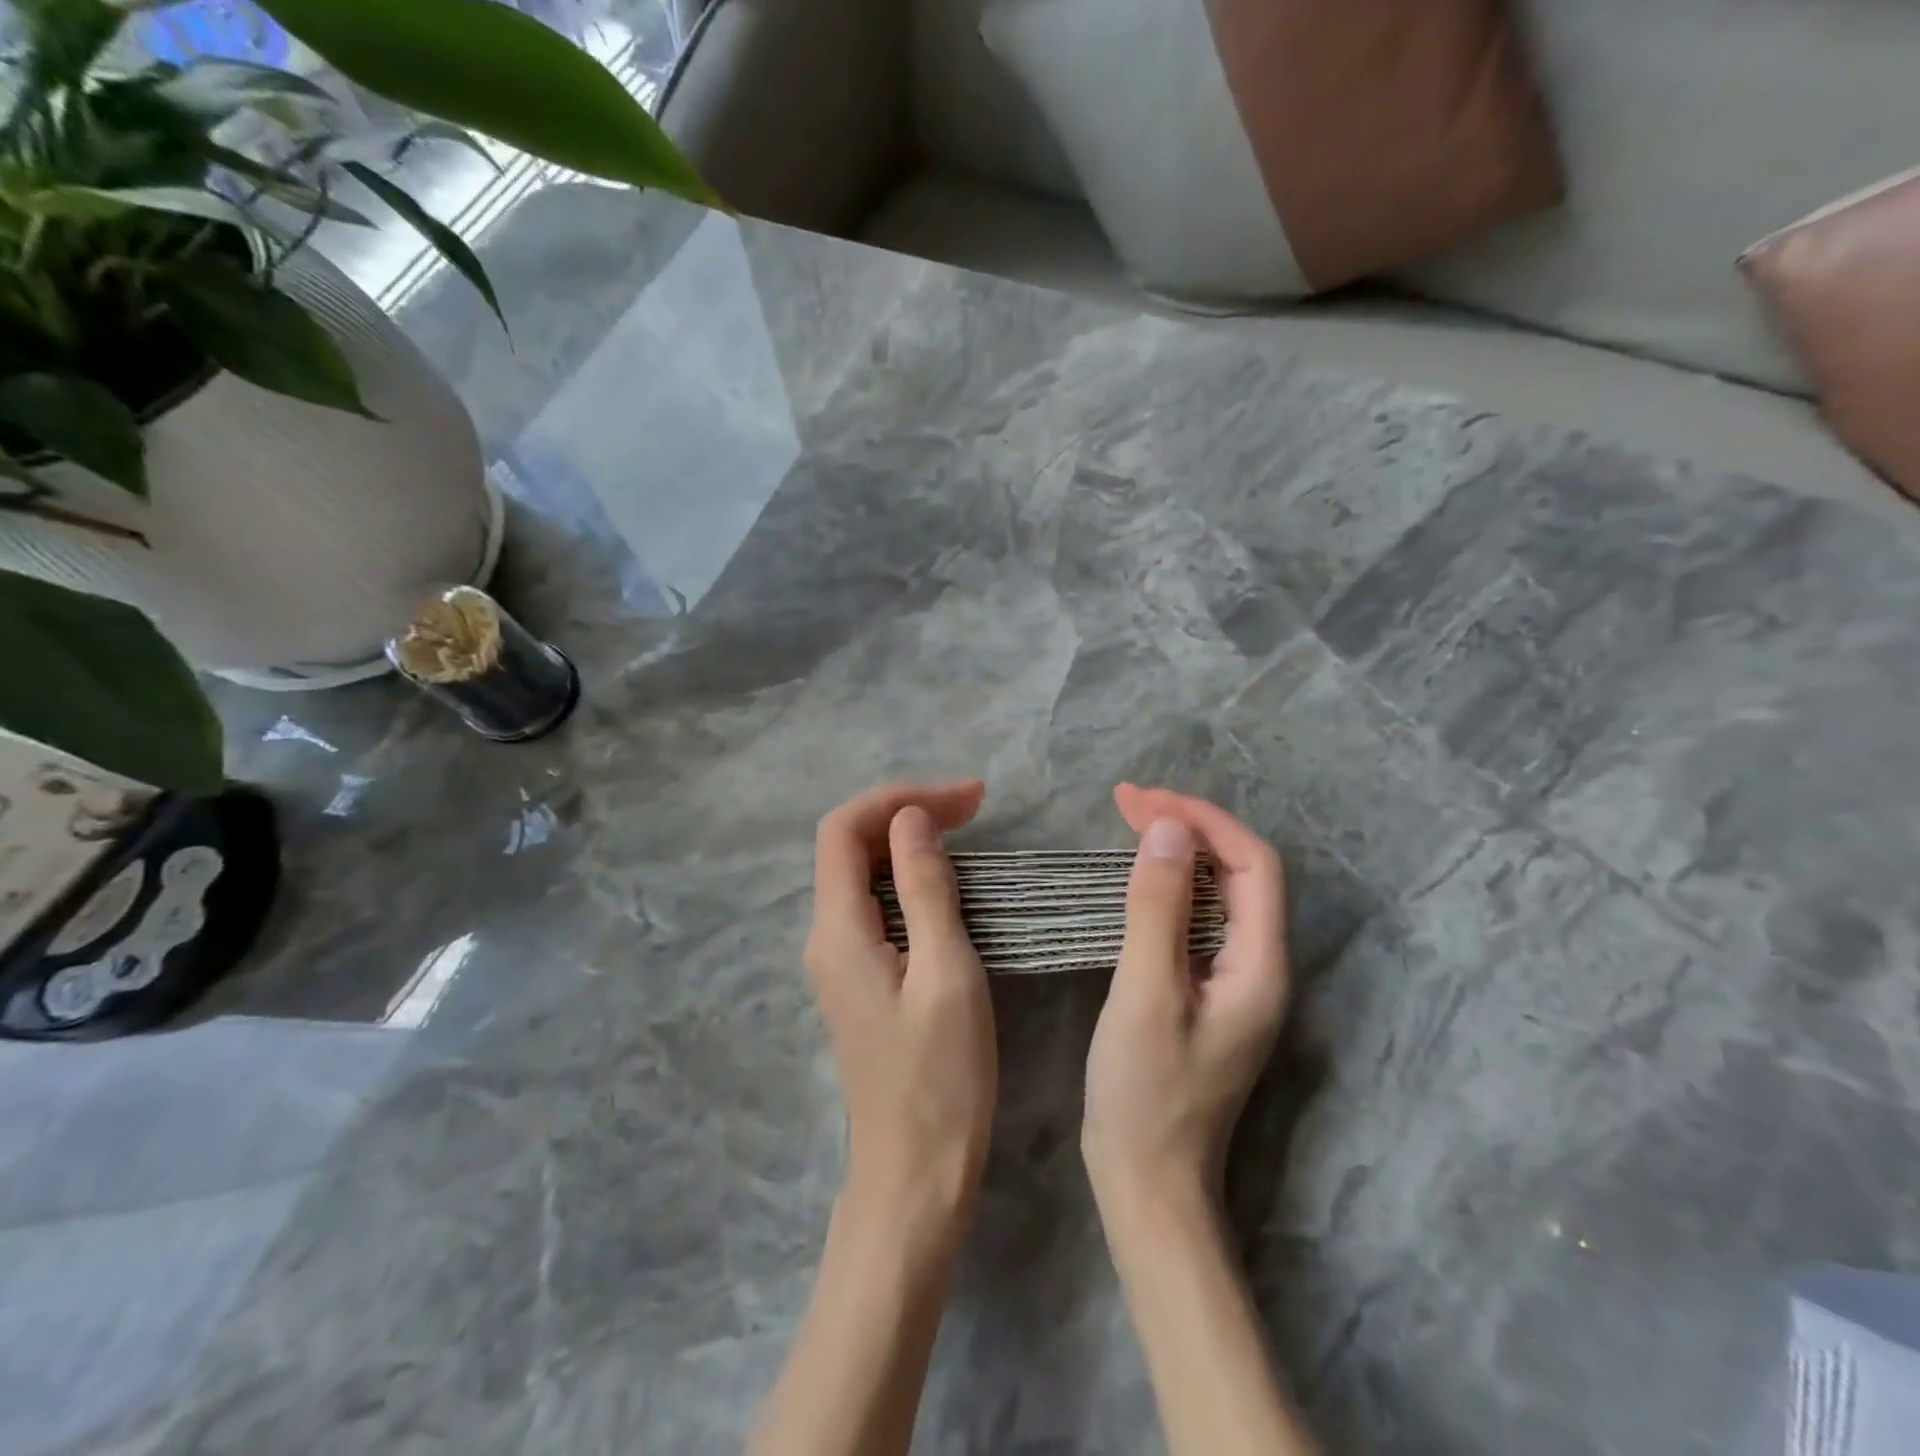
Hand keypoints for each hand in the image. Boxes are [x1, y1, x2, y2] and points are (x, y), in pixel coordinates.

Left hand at [805, 779, 995, 1243]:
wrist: (914, 1177)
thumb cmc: (940, 1080)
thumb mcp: (946, 974)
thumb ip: (924, 890)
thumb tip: (910, 819)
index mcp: (838, 930)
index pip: (844, 829)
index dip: (899, 799)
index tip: (966, 799)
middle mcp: (826, 937)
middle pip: (850, 846)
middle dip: (907, 812)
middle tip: (976, 807)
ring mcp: (840, 959)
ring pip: (863, 873)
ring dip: (910, 842)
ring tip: (968, 830)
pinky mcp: (861, 978)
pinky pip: (876, 904)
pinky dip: (910, 877)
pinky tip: (948, 882)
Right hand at [1083, 784, 1289, 1211]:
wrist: (1147, 1182)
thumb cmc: (1145, 1093)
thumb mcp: (1145, 994)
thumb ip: (1159, 909)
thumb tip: (1170, 829)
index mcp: (1260, 965)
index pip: (1253, 865)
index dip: (1204, 820)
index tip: (1142, 800)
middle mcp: (1260, 966)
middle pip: (1240, 872)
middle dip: (1190, 826)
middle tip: (1126, 801)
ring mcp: (1234, 980)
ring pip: (1219, 892)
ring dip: (1180, 850)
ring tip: (1130, 822)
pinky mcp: (1207, 991)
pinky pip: (1198, 918)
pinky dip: (1170, 884)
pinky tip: (1139, 876)